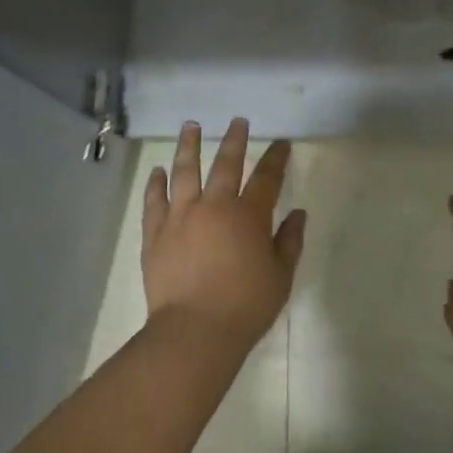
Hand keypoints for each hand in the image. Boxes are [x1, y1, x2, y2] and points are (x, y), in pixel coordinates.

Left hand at [141, 118, 305, 355]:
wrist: (194, 331)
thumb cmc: (245, 306)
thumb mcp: (280, 277)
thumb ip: (289, 242)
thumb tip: (298, 214)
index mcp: (248, 215)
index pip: (266, 177)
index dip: (276, 158)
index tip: (282, 143)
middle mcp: (214, 206)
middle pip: (225, 164)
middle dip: (234, 140)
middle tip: (237, 121)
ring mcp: (180, 216)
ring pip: (184, 171)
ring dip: (188, 146)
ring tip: (190, 126)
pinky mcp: (155, 233)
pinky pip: (154, 200)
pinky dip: (155, 183)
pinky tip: (157, 171)